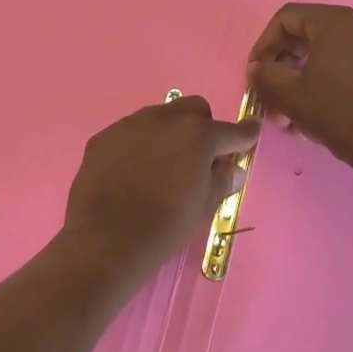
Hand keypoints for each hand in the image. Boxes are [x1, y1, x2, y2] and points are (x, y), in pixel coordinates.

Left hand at [58, 97, 259, 282]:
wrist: (106, 241)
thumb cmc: (165, 227)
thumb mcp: (203, 208)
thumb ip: (221, 181)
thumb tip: (231, 168)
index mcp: (197, 135)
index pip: (231, 130)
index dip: (244, 134)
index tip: (249, 134)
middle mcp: (163, 119)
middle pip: (193, 109)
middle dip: (202, 127)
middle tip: (199, 157)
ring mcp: (129, 125)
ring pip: (158, 117)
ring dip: (168, 134)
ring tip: (161, 165)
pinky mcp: (102, 137)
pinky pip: (129, 133)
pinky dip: (138, 145)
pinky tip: (132, 171)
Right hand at [246, 4, 352, 172]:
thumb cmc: (335, 110)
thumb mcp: (288, 93)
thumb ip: (264, 74)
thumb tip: (257, 68)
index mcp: (338, 21)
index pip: (288, 18)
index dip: (264, 43)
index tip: (256, 71)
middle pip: (309, 35)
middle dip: (284, 65)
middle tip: (270, 92)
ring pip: (330, 54)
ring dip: (304, 78)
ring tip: (290, 111)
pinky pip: (351, 67)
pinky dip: (329, 82)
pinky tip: (317, 111)